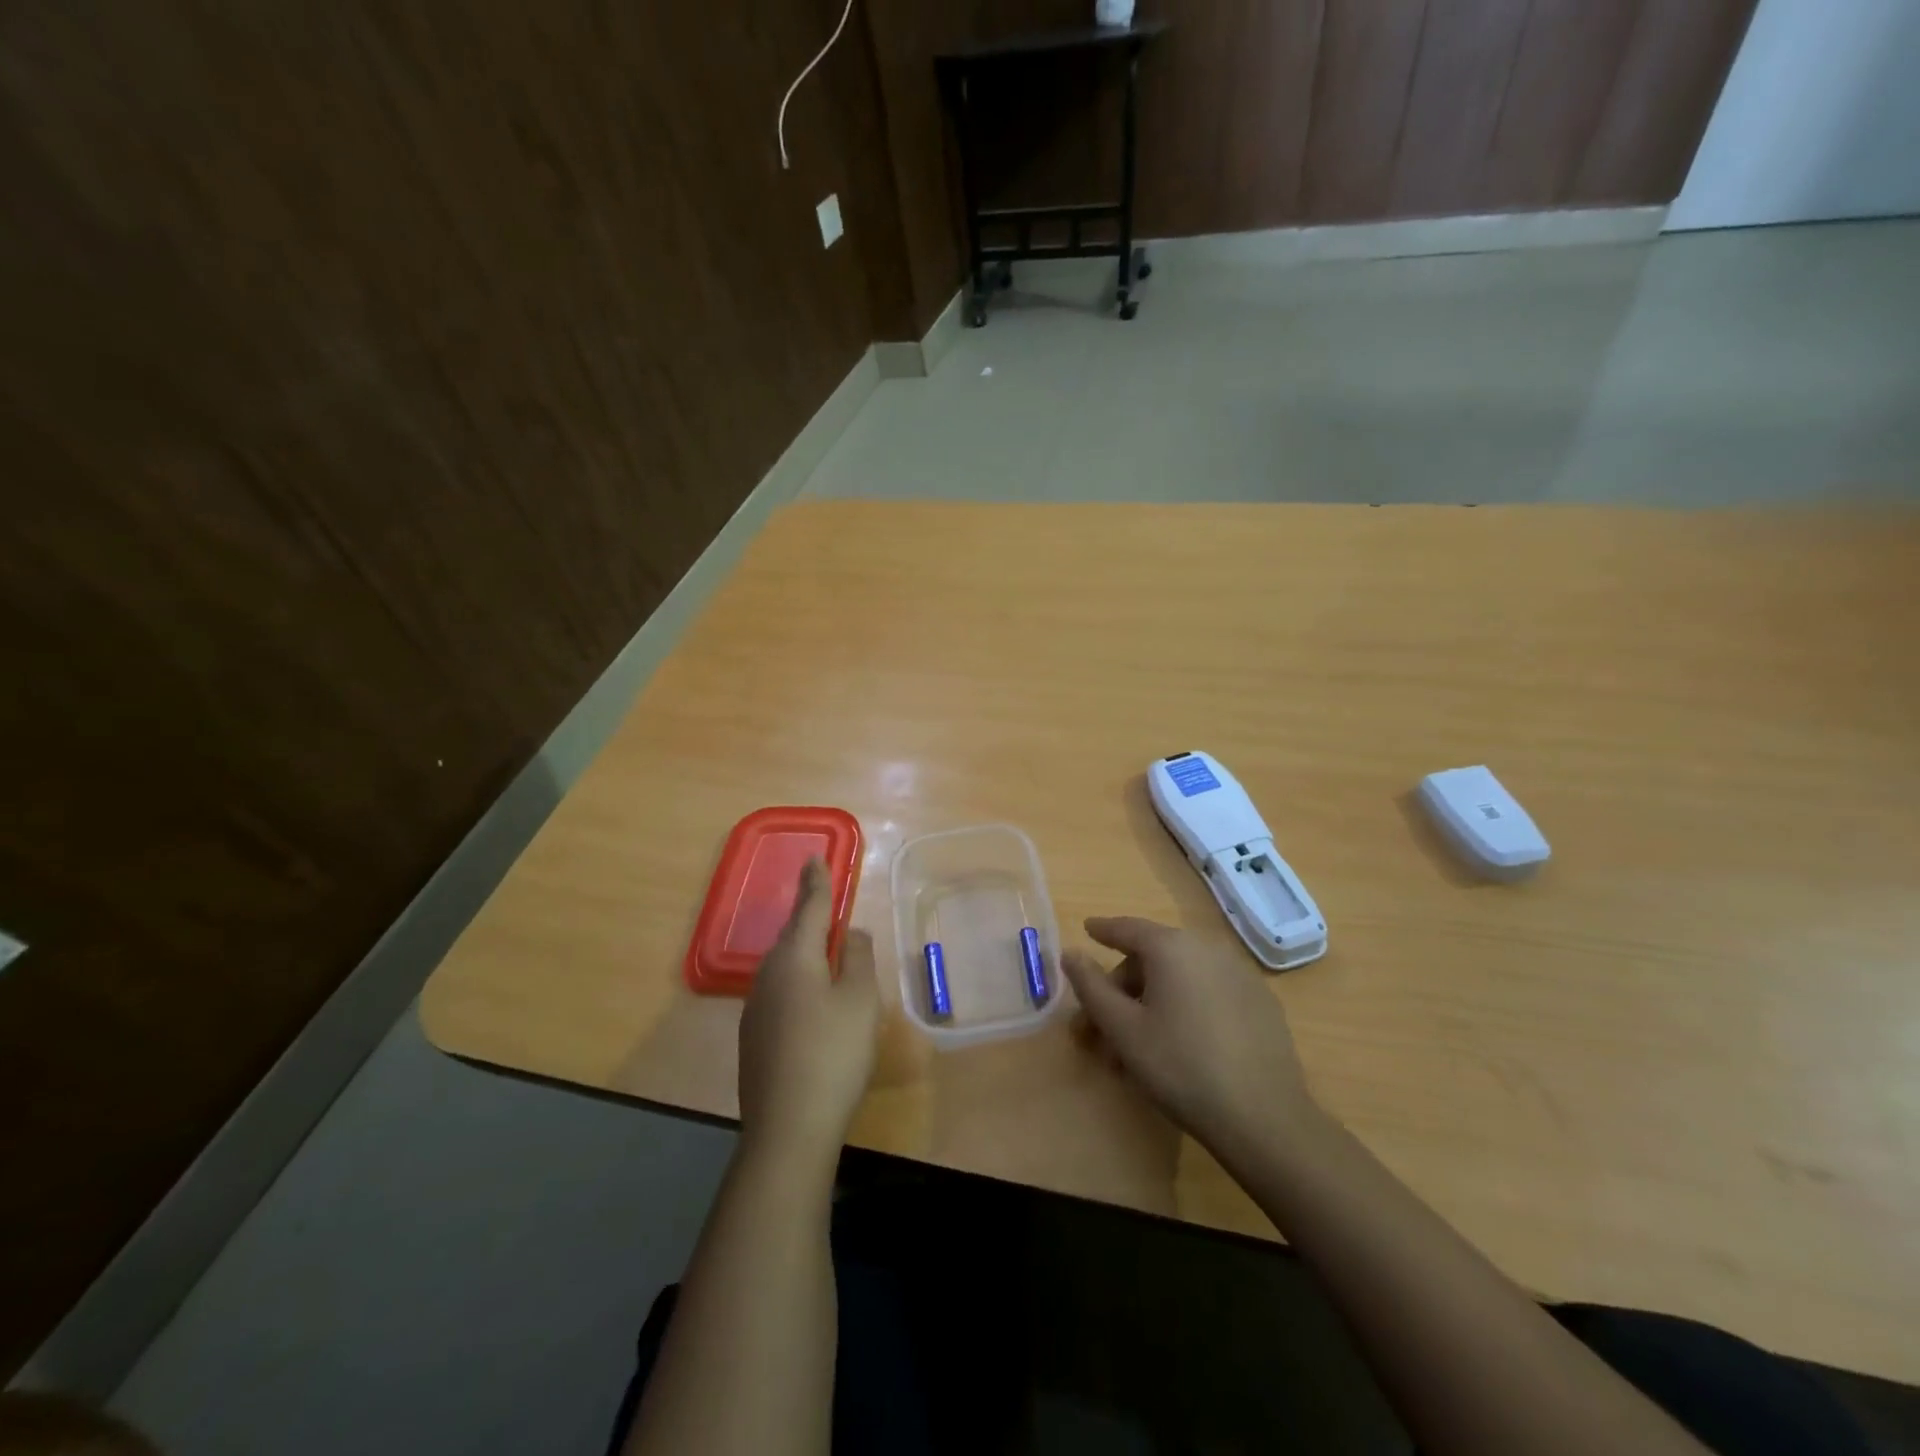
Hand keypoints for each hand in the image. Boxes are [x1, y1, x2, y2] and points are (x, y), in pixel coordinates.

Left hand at [738, 859, 878, 1159]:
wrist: (788, 1128)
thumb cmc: (833, 1053)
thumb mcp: (860, 999)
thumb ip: (857, 957)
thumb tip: (849, 931)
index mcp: (794, 958)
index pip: (808, 908)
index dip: (816, 882)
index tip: (814, 858)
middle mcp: (767, 975)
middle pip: (793, 937)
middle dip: (810, 919)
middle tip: (827, 904)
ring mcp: (756, 1008)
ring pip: (785, 966)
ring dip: (806, 954)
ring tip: (827, 953)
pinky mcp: (755, 1037)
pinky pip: (780, 992)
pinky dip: (800, 984)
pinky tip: (814, 1005)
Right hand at [1060, 917, 1315, 1156]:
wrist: (1263, 1118)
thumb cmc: (1180, 1066)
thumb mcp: (1123, 1029)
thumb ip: (1091, 986)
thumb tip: (1071, 953)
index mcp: (1172, 947)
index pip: (1128, 928)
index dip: (1103, 930)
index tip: (1088, 930)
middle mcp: (1207, 948)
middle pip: (1154, 956)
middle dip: (1124, 986)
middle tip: (1105, 1025)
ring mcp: (1240, 974)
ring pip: (1182, 976)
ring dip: (1154, 999)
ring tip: (1138, 1044)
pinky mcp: (1260, 1002)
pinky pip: (1209, 991)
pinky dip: (1186, 1005)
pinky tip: (1181, 1042)